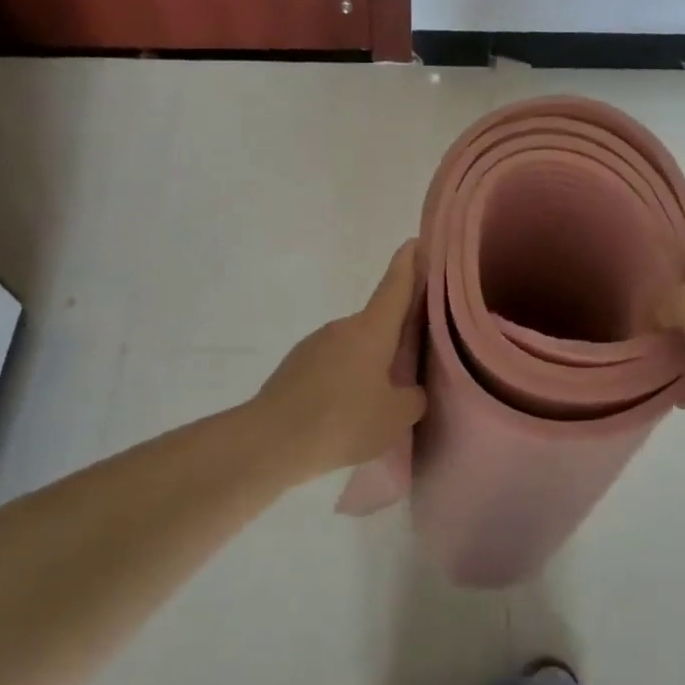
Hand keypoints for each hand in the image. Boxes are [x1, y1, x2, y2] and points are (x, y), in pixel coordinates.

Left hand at [252, 241, 427, 480]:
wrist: (268, 442)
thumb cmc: (342, 421)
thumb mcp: (395, 417)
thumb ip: (412, 399)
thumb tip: (408, 390)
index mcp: (371, 329)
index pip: (395, 285)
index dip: (409, 264)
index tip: (415, 241)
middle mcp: (342, 328)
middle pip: (377, 323)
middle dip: (395, 337)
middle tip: (415, 362)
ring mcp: (314, 345)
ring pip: (354, 349)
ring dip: (368, 366)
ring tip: (379, 404)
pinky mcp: (294, 368)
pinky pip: (331, 368)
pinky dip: (344, 383)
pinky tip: (346, 415)